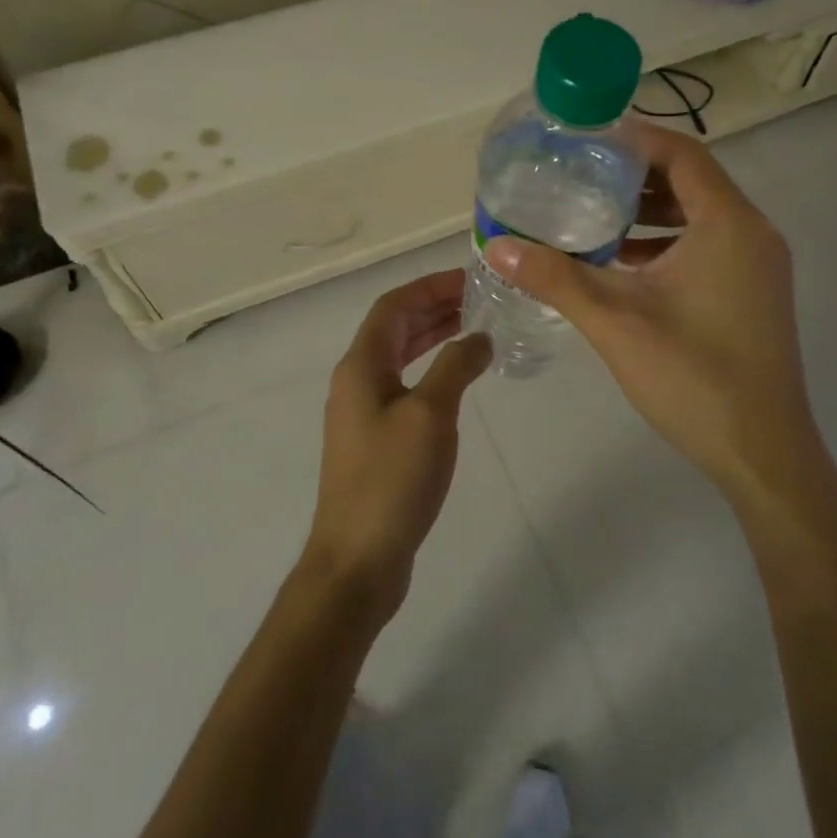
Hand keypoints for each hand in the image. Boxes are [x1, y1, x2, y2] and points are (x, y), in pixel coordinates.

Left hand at [307, 270, 491, 621]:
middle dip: (434, 308)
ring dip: (433, 337)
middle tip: (480, 301)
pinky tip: (457, 380)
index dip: (430, 287)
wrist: (358, 558)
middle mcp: (356, 381)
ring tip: (475, 328)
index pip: (394, 306)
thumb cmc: (392, 480)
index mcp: (361, 366)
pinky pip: (403, 385)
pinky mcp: (374, 439)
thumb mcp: (430, 415)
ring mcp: (362, 412)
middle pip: (394, 328)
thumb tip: (480, 336)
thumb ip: (456, 366)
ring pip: (399, 356)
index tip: (470, 279)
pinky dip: (430, 370)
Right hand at [486, 124, 817, 501]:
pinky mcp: (754, 292)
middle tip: (579, 176)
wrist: (763, 455)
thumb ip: (556, 278)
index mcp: (728, 224)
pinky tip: (623, 264)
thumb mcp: (615, 322)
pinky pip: (708, 246)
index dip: (633, 139)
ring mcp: (759, 265)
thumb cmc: (693, 378)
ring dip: (650, 212)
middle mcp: (752, 233)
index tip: (585, 140)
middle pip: (691, 180)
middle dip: (635, 176)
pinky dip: (667, 243)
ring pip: (700, 216)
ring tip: (592, 216)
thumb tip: (497, 247)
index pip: (681, 153)